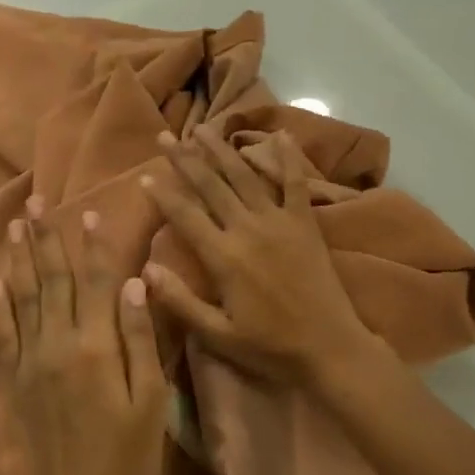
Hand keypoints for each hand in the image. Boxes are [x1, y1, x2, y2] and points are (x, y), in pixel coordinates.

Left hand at [0, 201, 170, 474]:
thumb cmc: (127, 464)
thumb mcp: (150, 403)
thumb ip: (141, 340)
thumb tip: (135, 284)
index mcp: (95, 348)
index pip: (94, 283)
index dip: (92, 246)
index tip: (89, 212)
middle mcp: (56, 346)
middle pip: (51, 281)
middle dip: (46, 239)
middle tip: (36, 202)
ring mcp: (29, 364)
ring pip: (22, 299)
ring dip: (18, 259)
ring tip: (14, 226)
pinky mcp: (14, 384)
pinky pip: (3, 334)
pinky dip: (0, 305)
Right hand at [140, 128, 387, 391]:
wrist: (329, 347)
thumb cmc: (270, 346)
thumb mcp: (218, 335)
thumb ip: (180, 301)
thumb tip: (146, 268)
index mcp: (224, 257)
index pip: (185, 216)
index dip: (163, 194)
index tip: (145, 175)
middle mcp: (247, 229)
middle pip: (210, 185)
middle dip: (185, 159)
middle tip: (167, 136)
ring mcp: (279, 221)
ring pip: (244, 176)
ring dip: (222, 150)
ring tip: (204, 128)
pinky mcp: (305, 222)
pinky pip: (296, 183)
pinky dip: (289, 157)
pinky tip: (281, 134)